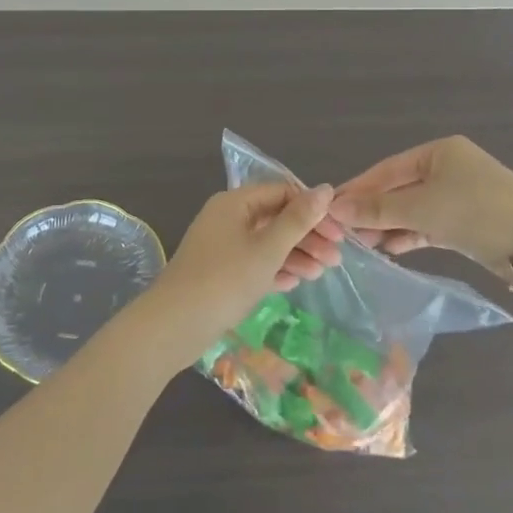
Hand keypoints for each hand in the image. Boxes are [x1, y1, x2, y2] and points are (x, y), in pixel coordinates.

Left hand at [134, 184, 345, 368]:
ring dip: (295, 255)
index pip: (282, 192)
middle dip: (307, 236)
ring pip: (266, 242)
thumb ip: (298, 219)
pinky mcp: (220, 271)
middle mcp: (227, 217)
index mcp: (235, 202)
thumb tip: (325, 188)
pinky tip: (294, 283)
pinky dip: (274, 269)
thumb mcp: (267, 248)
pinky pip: (253, 262)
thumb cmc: (225, 279)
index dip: (312, 210)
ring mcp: (222, 245)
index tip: (337, 233)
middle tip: (335, 259)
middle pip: (275, 218)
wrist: (174, 325)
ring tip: (320, 274)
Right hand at [331, 136, 512, 272]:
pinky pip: (429, 225)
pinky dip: (410, 236)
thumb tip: (334, 208)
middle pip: (399, 189)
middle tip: (342, 233)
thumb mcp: (421, 208)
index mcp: (439, 152)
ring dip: (388, 226)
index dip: (358, 189)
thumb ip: (377, 209)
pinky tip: (390, 250)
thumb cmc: (475, 212)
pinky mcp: (468, 223)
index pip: (387, 169)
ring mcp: (460, 196)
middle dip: (372, 211)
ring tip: (361, 246)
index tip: (330, 208)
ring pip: (414, 210)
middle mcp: (449, 168)